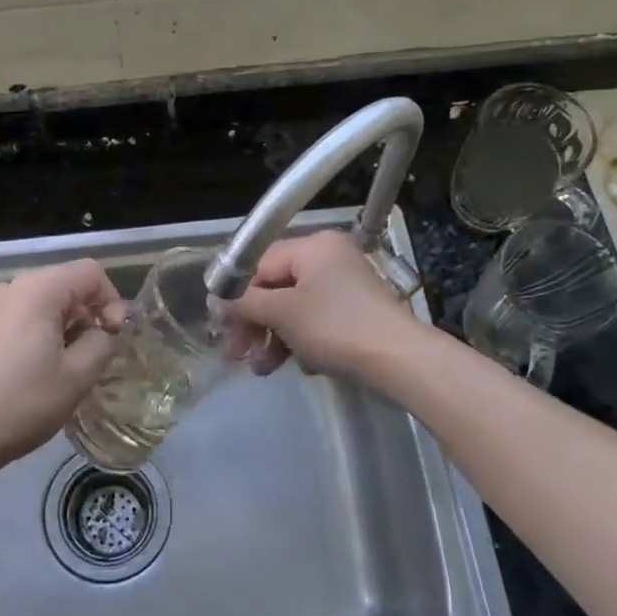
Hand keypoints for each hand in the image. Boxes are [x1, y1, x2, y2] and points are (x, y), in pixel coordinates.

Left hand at [0, 259, 127, 472]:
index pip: (90, 273)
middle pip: (65, 285)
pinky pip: (19, 318)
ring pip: (41, 303)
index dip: (112, 301)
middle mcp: (10, 287)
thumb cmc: (23, 402)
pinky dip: (38, 334)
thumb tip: (105, 331)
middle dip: (88, 315)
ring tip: (66, 367)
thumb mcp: (78, 375)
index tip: (115, 337)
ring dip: (63, 327)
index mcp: (38, 288)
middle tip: (94, 356)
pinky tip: (35, 371)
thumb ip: (103, 342)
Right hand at [222, 231, 415, 378]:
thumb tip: (215, 302)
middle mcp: (330, 259)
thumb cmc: (336, 327)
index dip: (237, 294)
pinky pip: (317, 322)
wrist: (401, 361)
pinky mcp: (357, 314)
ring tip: (263, 369)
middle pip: (276, 287)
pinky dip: (302, 341)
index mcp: (313, 246)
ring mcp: (346, 287)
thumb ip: (245, 304)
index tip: (222, 325)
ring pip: (295, 309)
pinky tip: (300, 366)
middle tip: (238, 354)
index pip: (260, 263)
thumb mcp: (283, 313)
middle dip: (255, 323)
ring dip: (274, 338)